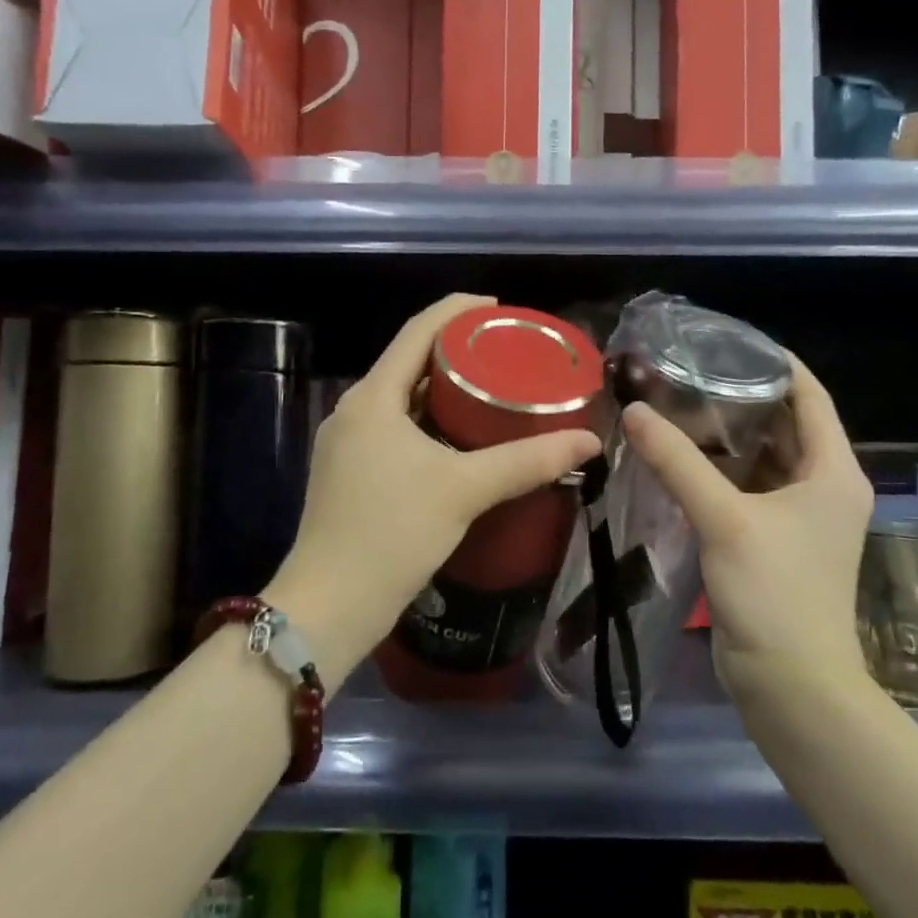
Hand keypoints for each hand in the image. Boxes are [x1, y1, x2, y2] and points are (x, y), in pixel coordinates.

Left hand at [267, 294, 601, 685]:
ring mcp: (347, 444)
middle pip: (410, 362)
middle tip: (507, 355)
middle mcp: (354, 411)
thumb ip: (528, 461)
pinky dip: (431, 424)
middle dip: (457, 352)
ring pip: (403, 400)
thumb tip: (589, 441)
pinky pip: (396, 429)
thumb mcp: (465, 490)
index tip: (501, 310)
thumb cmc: (392, 533)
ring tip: (494, 393)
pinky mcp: (350, 474)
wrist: (328, 607)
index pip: (417, 331)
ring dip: (445, 391)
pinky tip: (463, 441)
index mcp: (372, 398)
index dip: (458, 311)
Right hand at [620, 352, 873, 698]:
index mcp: (833, 470)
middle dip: (741, 396)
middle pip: (785, 423)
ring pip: (762, 457)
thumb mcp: (724, 519)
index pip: (809, 396)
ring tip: (677, 404)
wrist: (791, 685)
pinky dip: (718, 469)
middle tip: (688, 371)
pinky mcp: (774, 540)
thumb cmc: (775, 593)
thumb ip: (677, 462)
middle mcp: (823, 486)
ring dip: (726, 434)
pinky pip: (747, 487)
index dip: (774, 362)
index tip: (726, 340)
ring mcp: (799, 516)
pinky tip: (679, 457)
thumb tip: (633, 411)